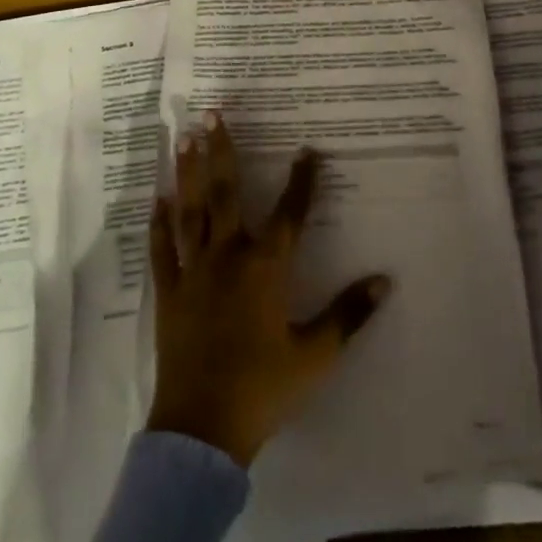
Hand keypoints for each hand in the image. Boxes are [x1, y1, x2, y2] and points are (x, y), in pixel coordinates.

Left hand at [146, 113, 391, 465]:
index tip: (307, 150)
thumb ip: (350, 314)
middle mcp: (228, 256)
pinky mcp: (168, 292)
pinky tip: (156, 199)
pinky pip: (161, 250)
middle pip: (225, 193)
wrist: (202, 429)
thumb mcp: (316, 354)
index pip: (290, 213)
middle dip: (222, 150)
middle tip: (211, 113)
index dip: (302, 180)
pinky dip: (157, 224)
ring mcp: (193, 272)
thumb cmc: (264, 387)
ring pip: (190, 211)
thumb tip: (386, 280)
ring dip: (188, 173)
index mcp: (266, 268)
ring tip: (184, 139)